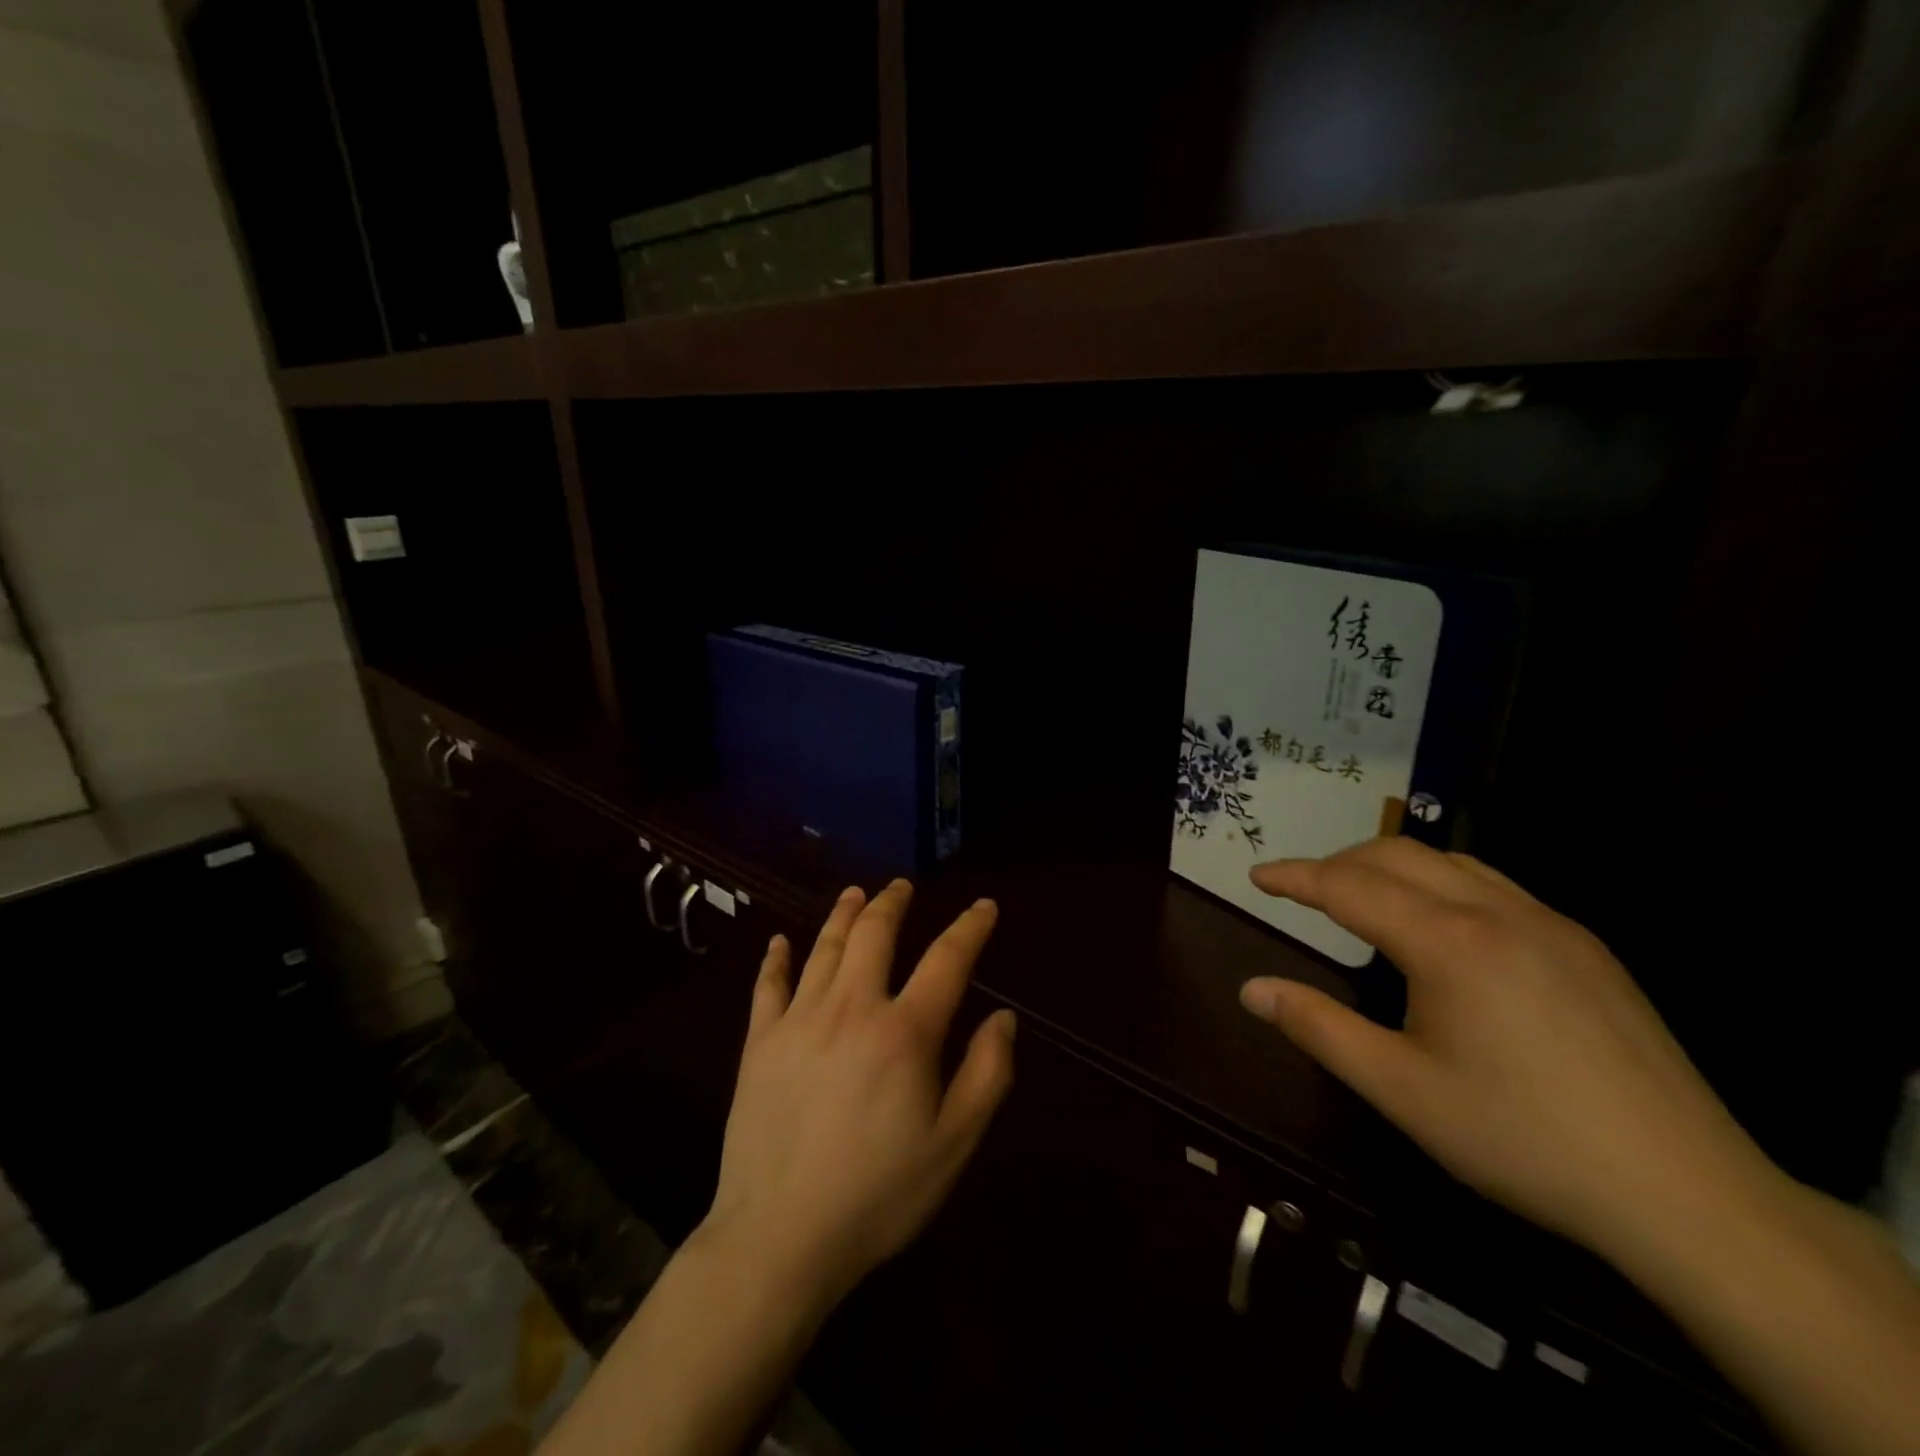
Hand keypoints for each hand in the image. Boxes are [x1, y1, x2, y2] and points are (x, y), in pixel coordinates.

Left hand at [701, 881, 1016, 1315]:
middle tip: (902, 886)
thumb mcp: (954, 1145)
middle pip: (875, 934)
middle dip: (892, 902)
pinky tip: (780, 942)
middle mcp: (852, 1007)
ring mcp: (799, 1020)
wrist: (780, 1237)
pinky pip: (767, 986)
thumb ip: (987, 1074)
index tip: (984, 906)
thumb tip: (1003, 1017)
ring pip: (825, 948)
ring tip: (855, 893)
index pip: (947, 959)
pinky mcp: (760, 1042)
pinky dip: (776, 958)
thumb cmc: (879, 1194)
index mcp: (904, 1031)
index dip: (970, 927)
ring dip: (843, 914)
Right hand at [1238, 838, 1778, 1261]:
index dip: (1296, 877)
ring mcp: (1550, 924)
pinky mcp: (1585, 947)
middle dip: (1338, 863)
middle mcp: (1497, 912)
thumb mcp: (1401, 1090)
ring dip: (1391, 867)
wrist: (1688, 1194)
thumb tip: (1251, 989)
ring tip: (1361, 898)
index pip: (1349, 886)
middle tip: (1301, 891)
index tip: (1257, 876)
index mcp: (1448, 943)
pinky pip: (1493, 886)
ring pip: (1450, 862)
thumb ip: (1318, 1028)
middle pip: (1398, 854)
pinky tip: (1441, 927)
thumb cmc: (1522, 1139)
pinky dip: (1441, 883)